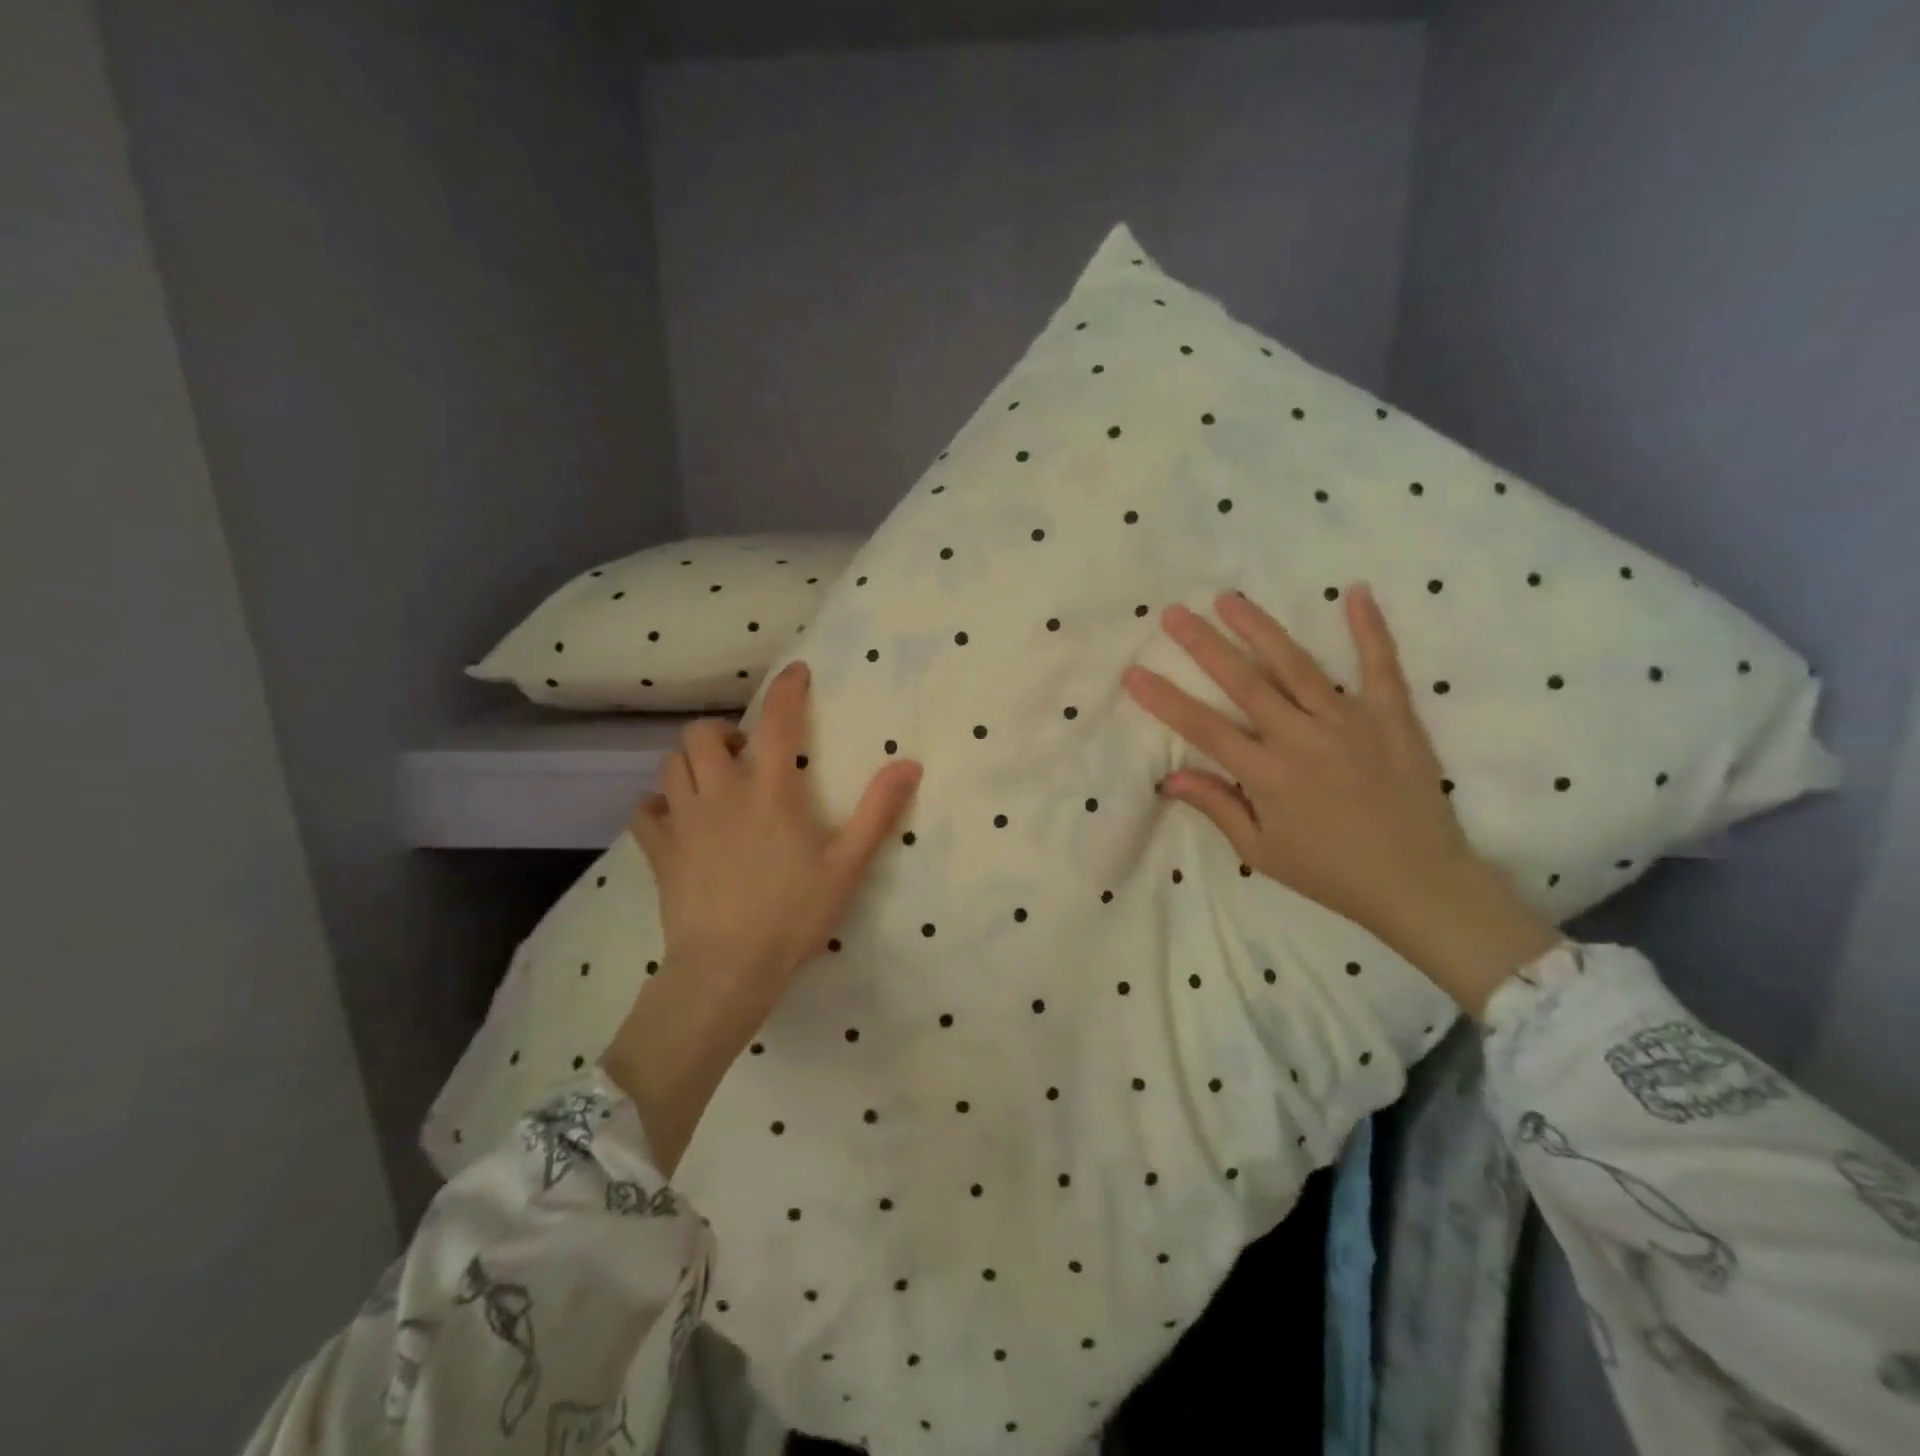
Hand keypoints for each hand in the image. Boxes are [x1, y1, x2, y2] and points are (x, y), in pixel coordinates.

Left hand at [606, 660, 920, 1173]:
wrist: (727, 968)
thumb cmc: (793, 914)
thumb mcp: (847, 864)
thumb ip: (878, 811)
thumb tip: (910, 763)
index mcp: (770, 790)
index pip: (777, 720)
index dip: (786, 689)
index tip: (795, 673)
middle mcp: (721, 791)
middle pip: (702, 734)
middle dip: (723, 732)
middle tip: (745, 755)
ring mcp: (683, 820)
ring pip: (671, 764)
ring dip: (693, 762)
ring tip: (715, 782)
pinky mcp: (659, 850)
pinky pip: (644, 810)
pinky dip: (657, 805)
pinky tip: (675, 818)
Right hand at [1122, 586, 1558, 1015]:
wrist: (1418, 883)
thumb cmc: (1330, 872)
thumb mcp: (1260, 851)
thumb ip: (1217, 806)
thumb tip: (1170, 777)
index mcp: (1267, 774)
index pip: (1203, 727)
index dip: (1164, 699)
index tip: (1133, 672)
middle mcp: (1302, 737)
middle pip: (1243, 682)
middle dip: (1203, 644)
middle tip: (1174, 613)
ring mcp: (1349, 721)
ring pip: (1295, 664)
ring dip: (1259, 628)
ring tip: (1229, 598)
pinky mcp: (1392, 716)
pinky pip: (1380, 665)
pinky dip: (1369, 628)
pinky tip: (1355, 592)